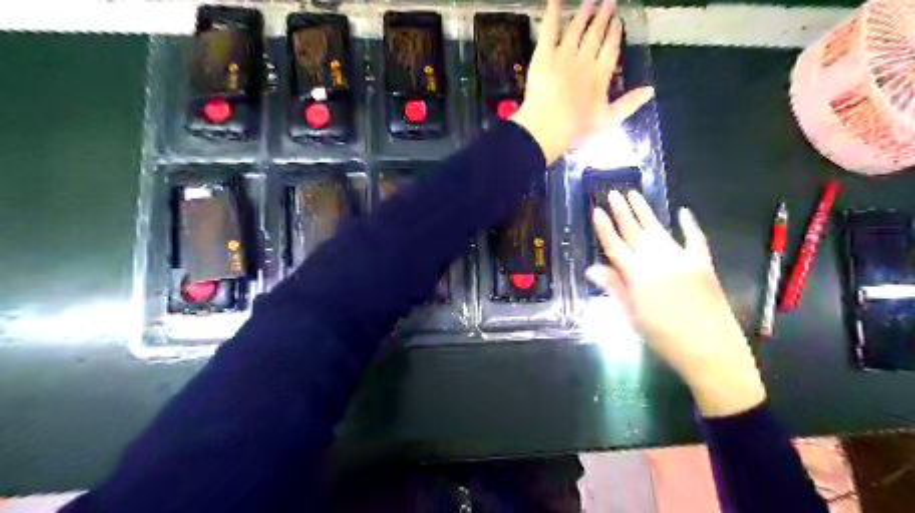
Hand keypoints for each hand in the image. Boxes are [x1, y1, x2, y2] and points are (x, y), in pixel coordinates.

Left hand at [512, 0, 654, 164]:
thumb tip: (650, 91)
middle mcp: (585, 61)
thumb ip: (629, 104)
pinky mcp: (544, 56)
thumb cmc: (576, 129)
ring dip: (583, 14)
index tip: (618, 23)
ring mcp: (564, 56)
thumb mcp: (608, 121)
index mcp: (601, 76)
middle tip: (608, 2)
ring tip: (589, 1)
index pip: (610, 50)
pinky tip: (554, 0)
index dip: (614, 35)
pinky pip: (549, 30)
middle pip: (595, 35)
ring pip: (576, 29)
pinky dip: (551, 14)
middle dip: (602, 18)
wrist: (547, 128)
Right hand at [585, 189, 765, 418]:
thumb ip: (614, 287)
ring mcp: (682, 259)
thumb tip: (591, 269)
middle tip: (613, 192)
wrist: (709, 349)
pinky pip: (695, 239)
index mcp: (637, 275)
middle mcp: (658, 260)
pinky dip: (690, 225)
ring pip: (659, 229)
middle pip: (635, 232)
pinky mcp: (703, 263)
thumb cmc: (663, 337)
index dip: (604, 228)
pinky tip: (683, 212)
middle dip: (622, 211)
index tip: (596, 210)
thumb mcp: (632, 315)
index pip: (615, 246)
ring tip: (635, 195)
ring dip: (646, 212)